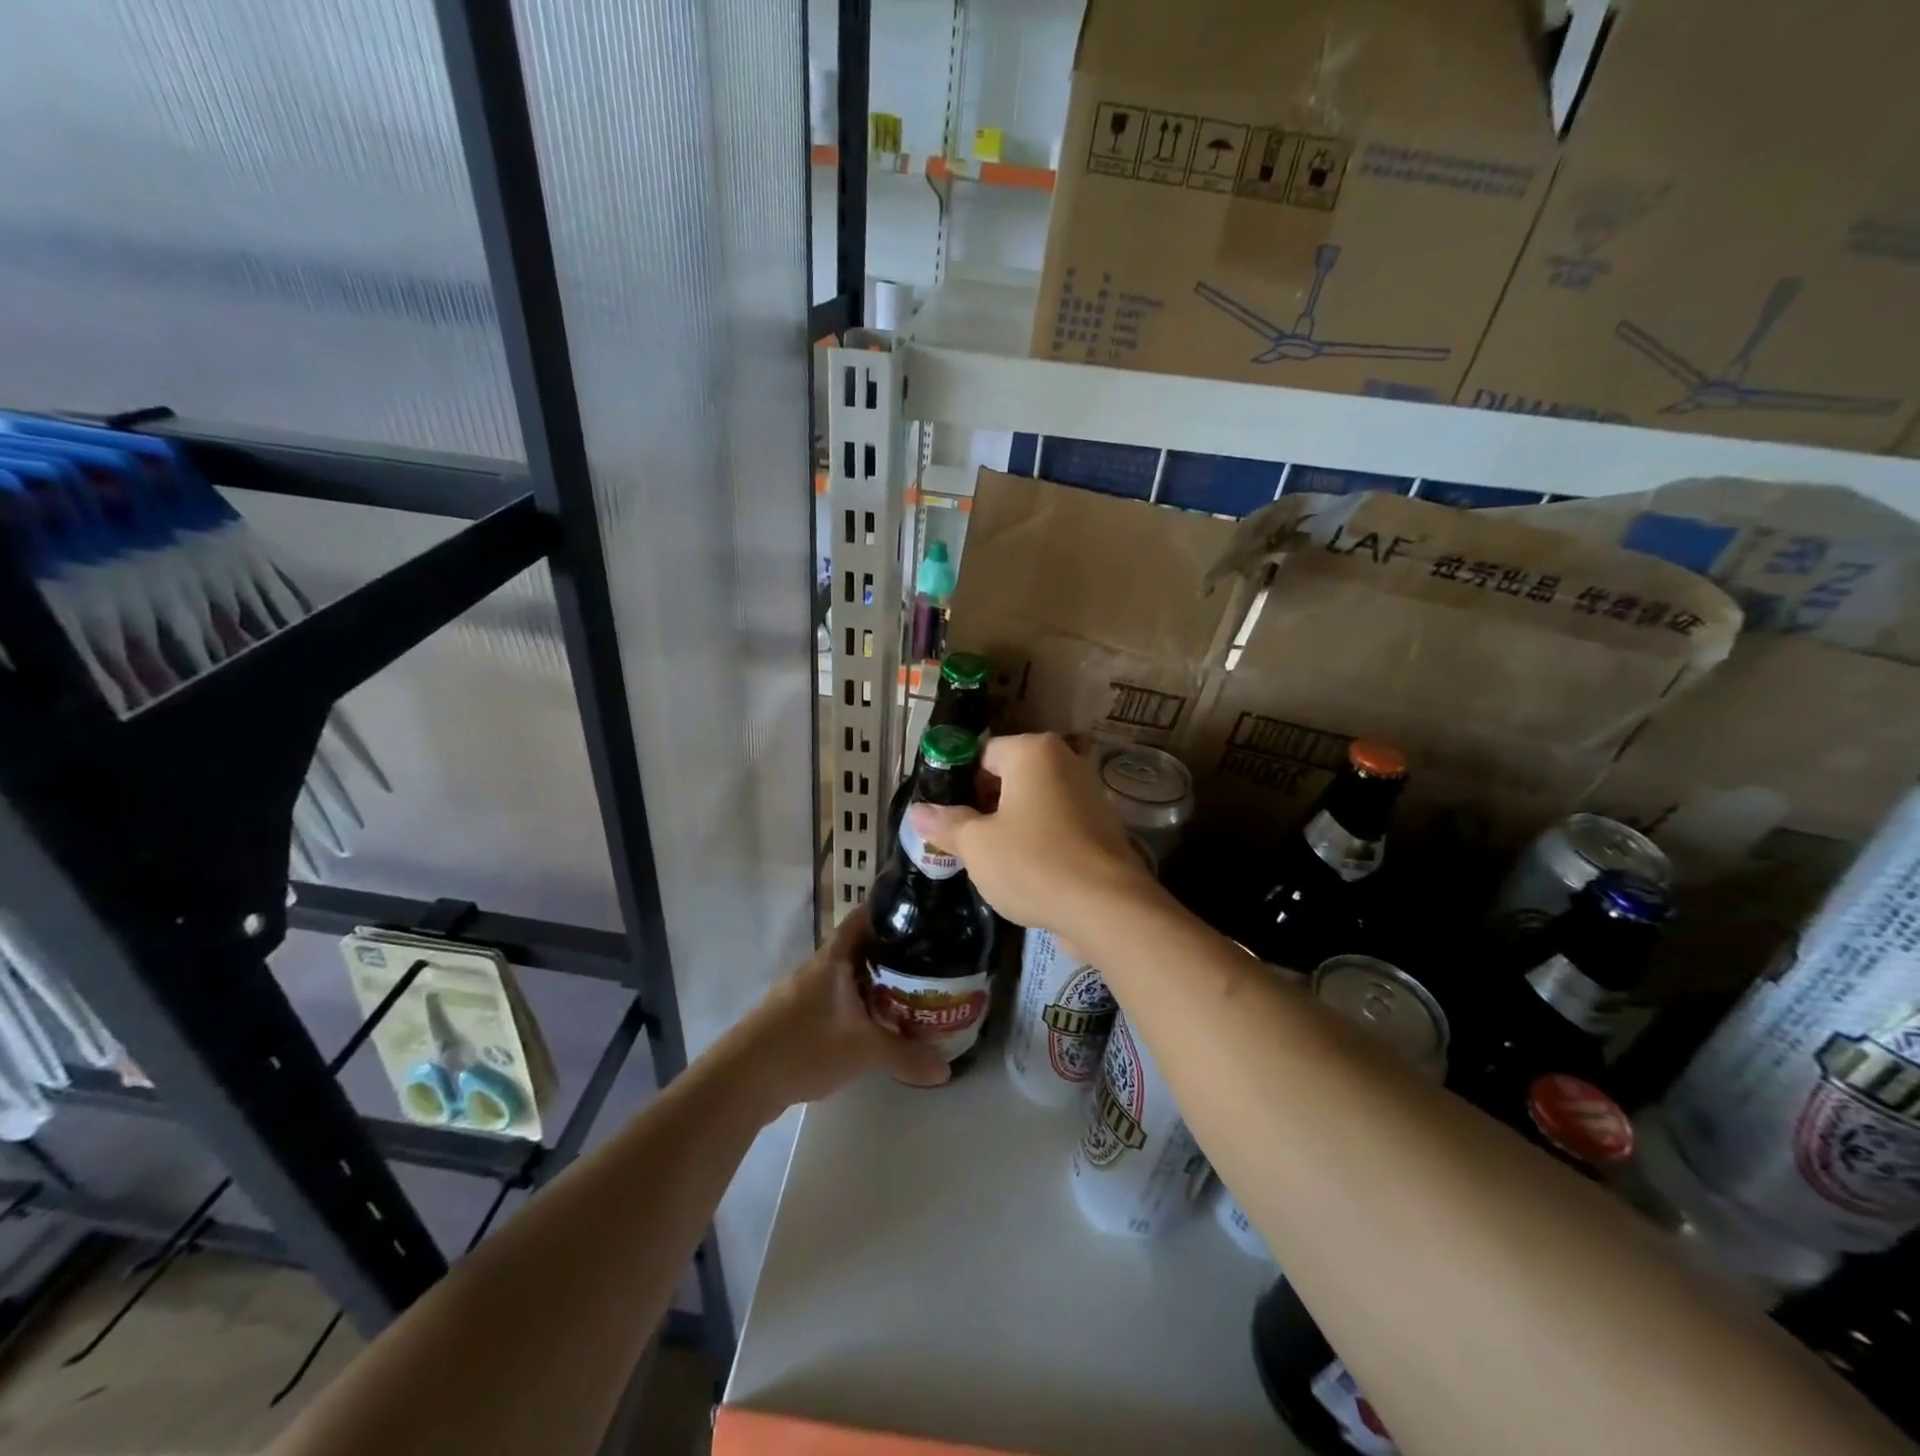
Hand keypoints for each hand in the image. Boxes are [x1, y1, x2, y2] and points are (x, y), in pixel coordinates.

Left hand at [729, 908, 949, 1112]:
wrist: (739, 1081)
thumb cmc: (803, 1046)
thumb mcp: (862, 1052)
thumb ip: (906, 1056)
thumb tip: (946, 1070)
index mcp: (834, 958)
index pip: (864, 917)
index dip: (889, 907)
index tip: (920, 907)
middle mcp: (819, 967)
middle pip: (860, 946)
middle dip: (891, 949)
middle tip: (929, 953)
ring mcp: (803, 992)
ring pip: (847, 975)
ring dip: (874, 979)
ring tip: (910, 988)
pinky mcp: (794, 1016)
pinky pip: (835, 998)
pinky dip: (857, 1003)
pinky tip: (873, 1022)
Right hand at [908, 733, 1155, 937]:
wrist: (1107, 908)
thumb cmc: (1034, 863)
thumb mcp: (977, 845)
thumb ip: (946, 824)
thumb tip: (917, 812)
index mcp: (1034, 752)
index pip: (982, 755)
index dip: (958, 784)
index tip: (943, 817)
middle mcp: (1065, 762)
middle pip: (1009, 778)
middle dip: (983, 807)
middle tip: (961, 842)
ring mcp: (1088, 795)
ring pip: (1032, 804)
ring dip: (1009, 827)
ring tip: (988, 862)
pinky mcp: (1101, 828)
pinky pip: (1055, 826)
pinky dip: (1037, 842)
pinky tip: (1022, 874)